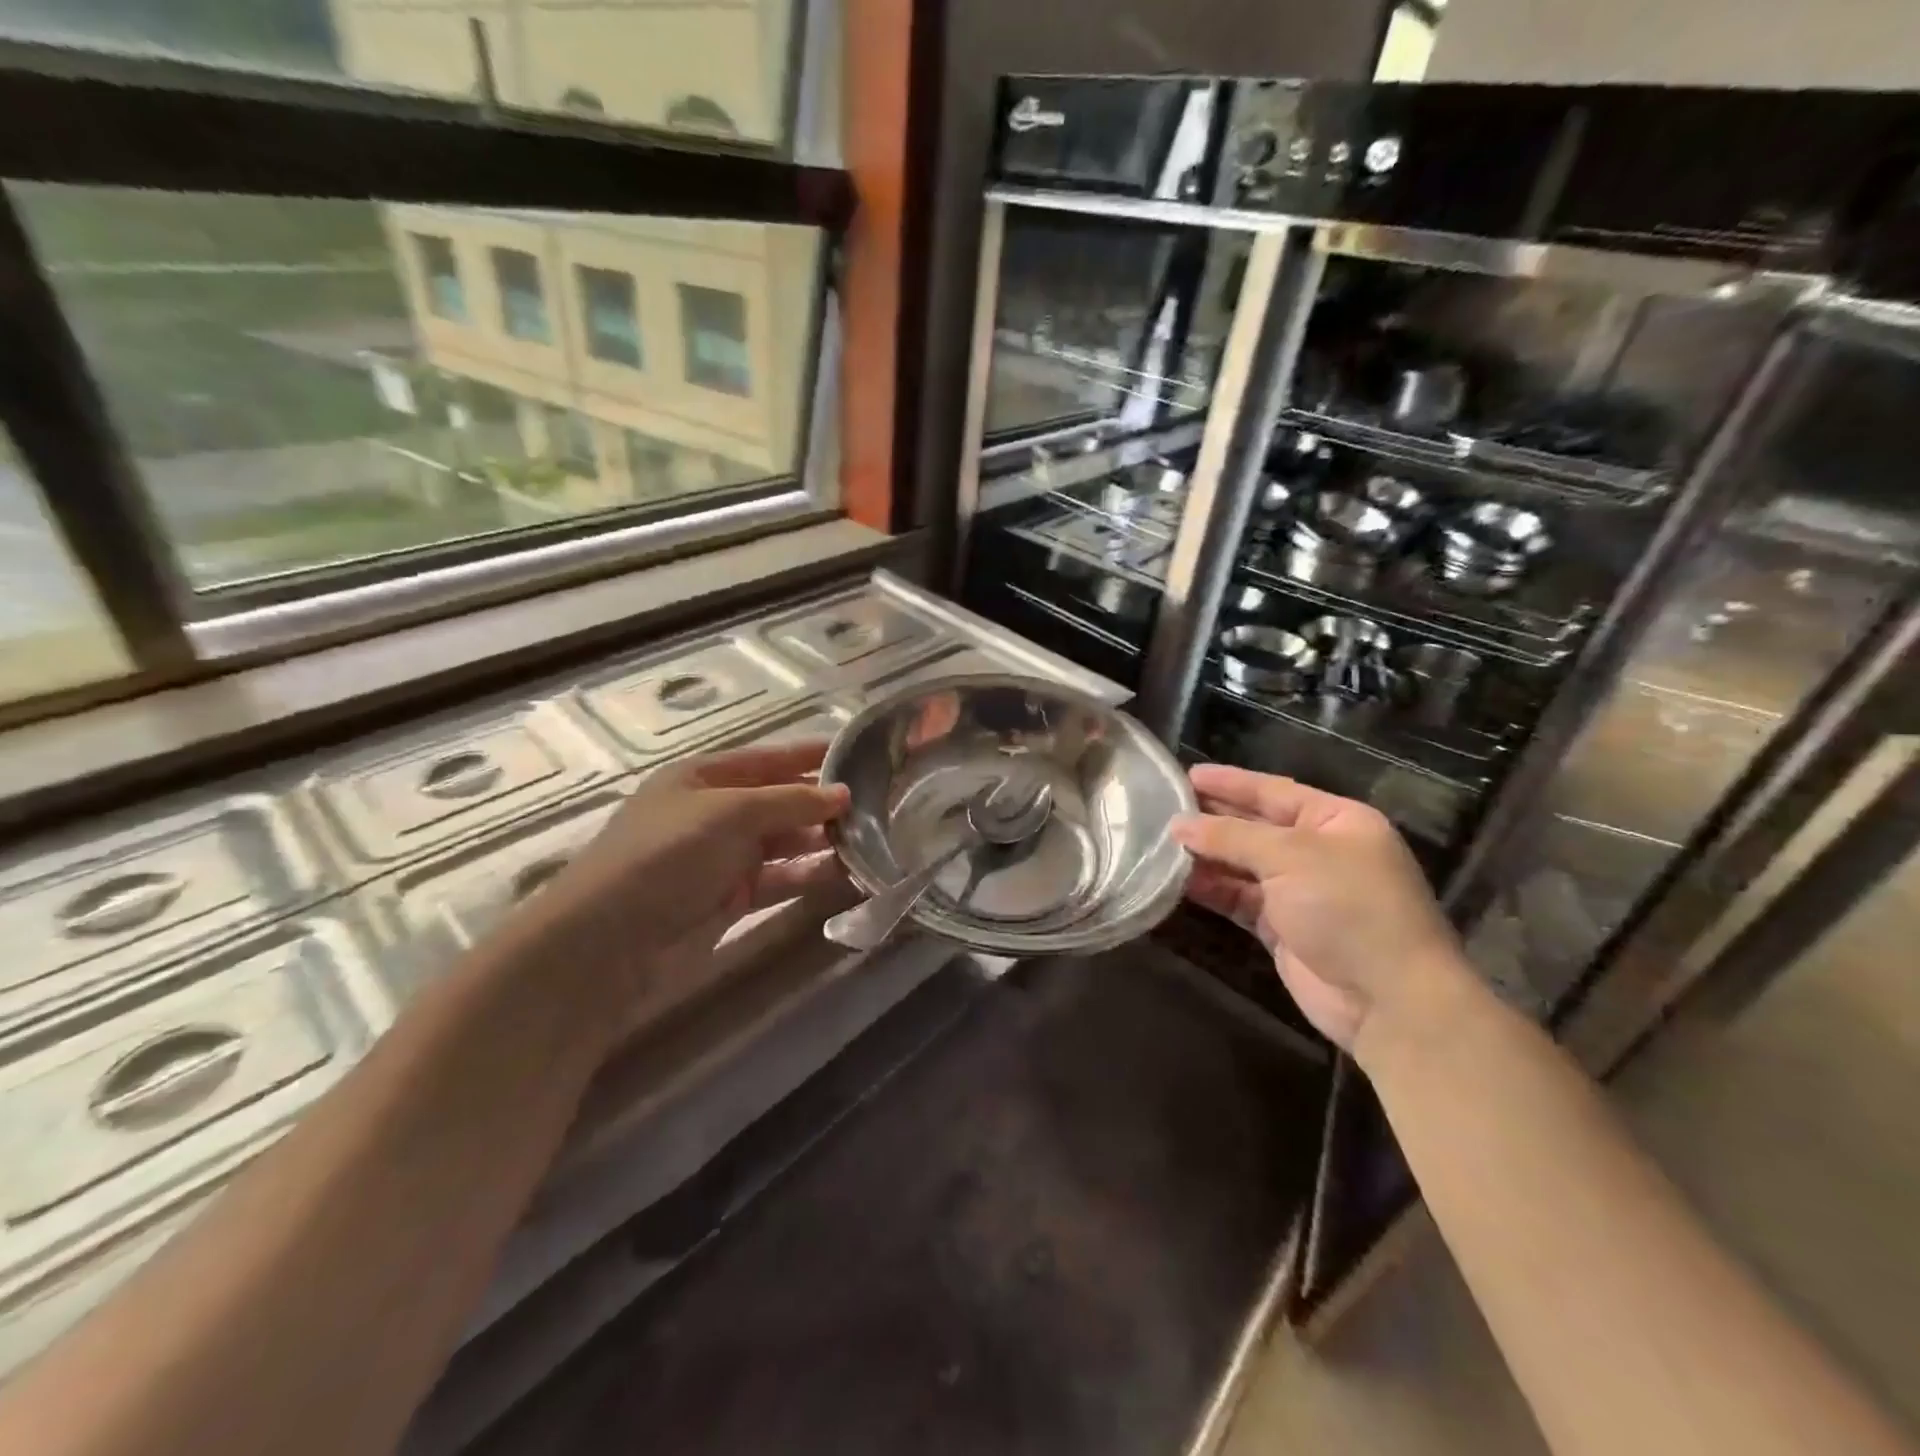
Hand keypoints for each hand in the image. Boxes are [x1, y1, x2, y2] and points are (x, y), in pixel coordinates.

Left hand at [511, 741, 848, 1031]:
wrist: (609, 942)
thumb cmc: (667, 855)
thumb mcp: (730, 813)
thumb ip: (790, 801)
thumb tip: (844, 794)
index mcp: (702, 778)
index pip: (767, 759)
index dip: (809, 755)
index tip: (858, 753)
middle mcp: (714, 813)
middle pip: (779, 801)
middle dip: (823, 803)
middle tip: (879, 804)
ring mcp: (722, 858)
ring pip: (784, 843)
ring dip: (822, 841)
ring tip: (874, 839)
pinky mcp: (731, 899)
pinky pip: (780, 881)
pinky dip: (810, 876)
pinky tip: (847, 874)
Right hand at [1171, 763, 1465, 1052]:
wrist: (1388, 999)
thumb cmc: (1348, 907)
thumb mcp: (1290, 856)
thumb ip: (1231, 836)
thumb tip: (1178, 824)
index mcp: (1337, 821)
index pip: (1274, 790)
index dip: (1230, 782)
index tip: (1186, 774)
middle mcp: (1319, 851)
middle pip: (1255, 826)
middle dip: (1212, 818)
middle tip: (1163, 808)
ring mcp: (1301, 892)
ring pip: (1243, 865)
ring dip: (1206, 855)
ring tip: (1160, 842)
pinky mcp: (1283, 928)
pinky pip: (1239, 898)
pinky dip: (1212, 889)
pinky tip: (1178, 880)